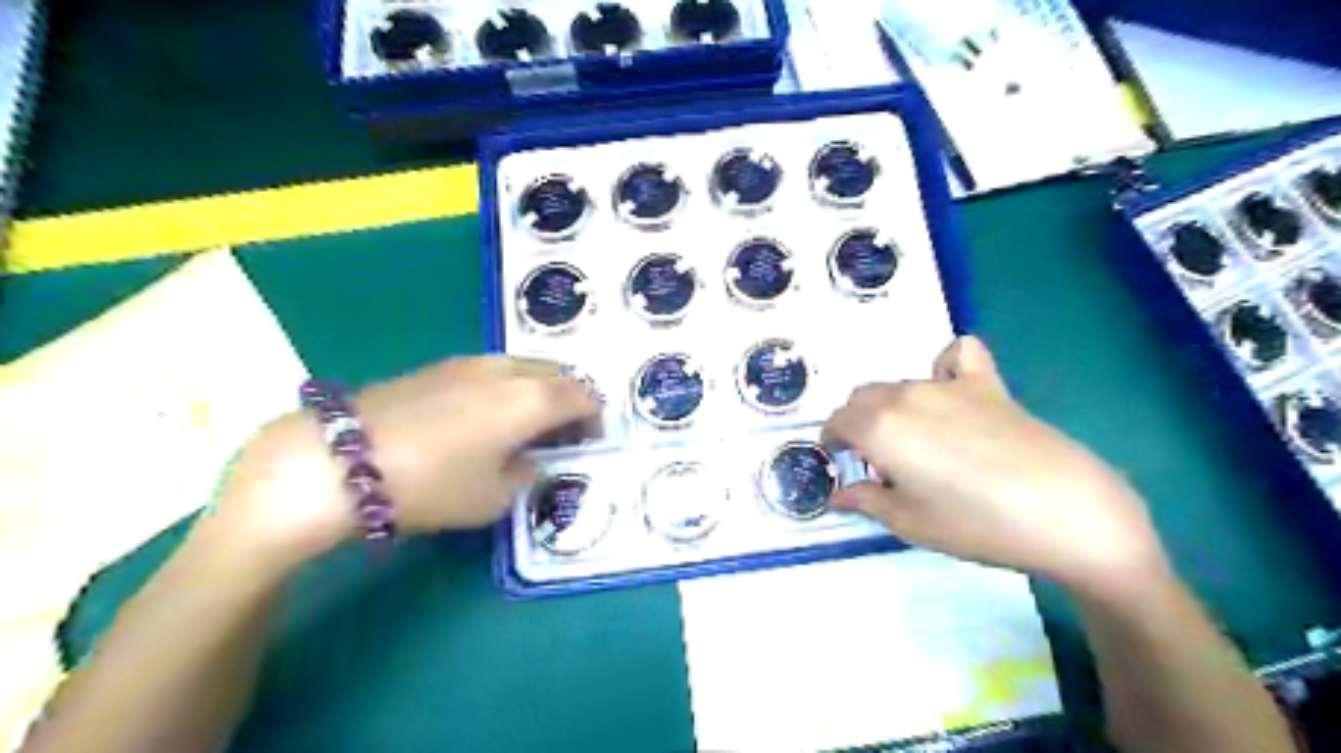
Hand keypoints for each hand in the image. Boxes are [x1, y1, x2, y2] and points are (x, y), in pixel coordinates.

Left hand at [211, 355, 597, 564]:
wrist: (338, 461)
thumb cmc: (430, 484)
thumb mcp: (493, 498)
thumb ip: (527, 475)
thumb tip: (530, 461)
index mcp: (532, 399)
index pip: (584, 396)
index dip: (594, 419)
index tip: (587, 444)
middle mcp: (509, 369)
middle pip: (558, 374)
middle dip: (569, 401)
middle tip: (561, 435)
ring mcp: (471, 362)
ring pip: (524, 367)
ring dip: (537, 391)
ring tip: (523, 426)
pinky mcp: (440, 364)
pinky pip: (493, 369)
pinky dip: (506, 387)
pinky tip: (484, 416)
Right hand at [823, 339, 1169, 595]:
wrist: (1065, 512)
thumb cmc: (977, 524)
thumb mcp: (910, 523)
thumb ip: (866, 501)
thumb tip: (839, 495)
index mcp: (879, 428)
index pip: (837, 422)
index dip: (833, 441)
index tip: (841, 461)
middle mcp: (905, 396)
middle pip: (862, 397)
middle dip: (858, 422)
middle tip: (876, 459)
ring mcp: (948, 385)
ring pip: (899, 384)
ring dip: (891, 405)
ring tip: (916, 440)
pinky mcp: (988, 383)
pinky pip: (957, 355)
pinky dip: (946, 366)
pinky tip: (954, 390)